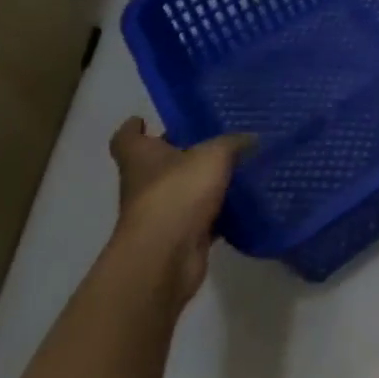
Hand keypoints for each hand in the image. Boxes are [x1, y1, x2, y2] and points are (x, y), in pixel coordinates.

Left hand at [108, 117, 254, 303]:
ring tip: (238, 166)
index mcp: (141, 158)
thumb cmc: (178, 193)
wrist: (165, 257)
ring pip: (183, 190)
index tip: (147, 120)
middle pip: (158, 163)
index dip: (134, 128)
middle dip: (181, 152)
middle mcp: (144, 184)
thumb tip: (251, 138)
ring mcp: (160, 213)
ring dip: (203, 183)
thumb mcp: (213, 155)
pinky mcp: (180, 236)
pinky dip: (218, 212)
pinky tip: (244, 201)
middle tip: (214, 137)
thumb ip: (233, 143)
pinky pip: (202, 217)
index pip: (127, 138)